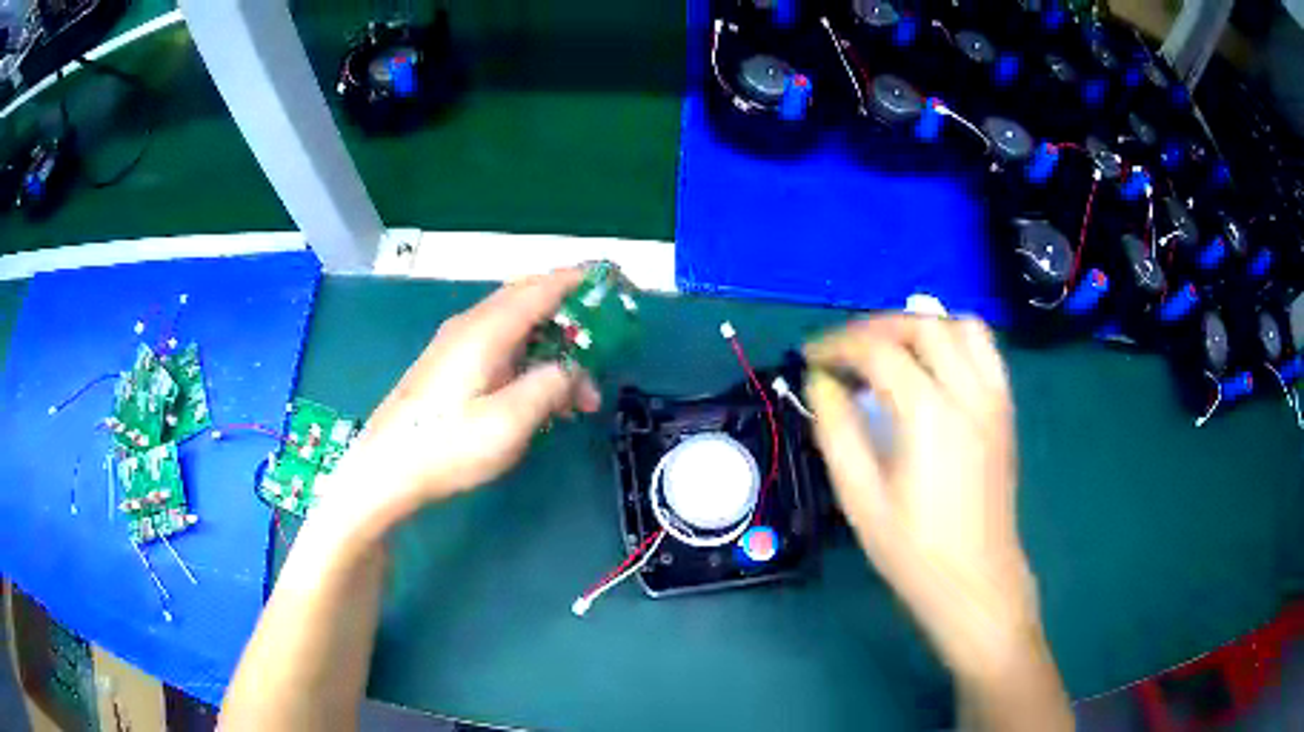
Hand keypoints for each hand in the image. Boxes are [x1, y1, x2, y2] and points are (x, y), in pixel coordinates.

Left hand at [314, 269, 600, 541]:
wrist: (384, 471)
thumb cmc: (447, 447)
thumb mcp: (510, 422)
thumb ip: (551, 386)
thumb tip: (573, 370)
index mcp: (487, 330)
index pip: (543, 287)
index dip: (581, 281)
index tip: (616, 284)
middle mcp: (471, 326)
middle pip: (529, 301)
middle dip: (572, 319)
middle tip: (605, 346)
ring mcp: (456, 346)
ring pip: (516, 330)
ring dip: (552, 350)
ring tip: (580, 395)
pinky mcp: (448, 368)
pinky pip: (500, 349)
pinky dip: (530, 363)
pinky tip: (540, 399)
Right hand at [804, 315, 1039, 676]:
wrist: (976, 582)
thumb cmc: (914, 550)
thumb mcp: (860, 498)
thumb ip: (837, 431)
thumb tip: (820, 382)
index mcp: (929, 414)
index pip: (879, 351)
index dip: (838, 346)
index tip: (812, 357)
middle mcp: (968, 392)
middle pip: (921, 325)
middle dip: (875, 327)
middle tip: (844, 351)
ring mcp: (994, 398)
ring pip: (960, 326)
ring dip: (919, 325)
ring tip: (889, 348)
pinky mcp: (1006, 410)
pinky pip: (984, 349)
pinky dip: (954, 339)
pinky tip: (933, 365)